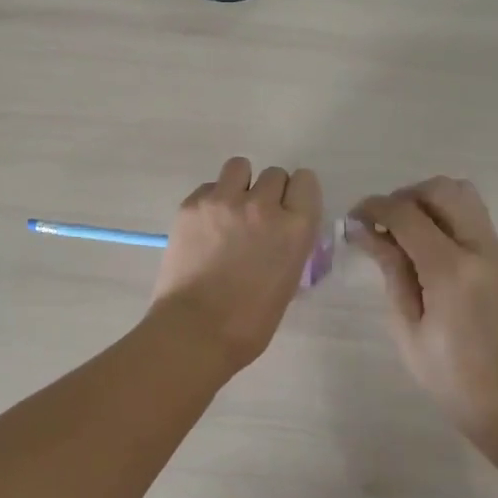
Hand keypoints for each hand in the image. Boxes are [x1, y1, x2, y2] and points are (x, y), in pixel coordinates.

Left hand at [151, 158, 322, 372]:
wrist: (196, 330)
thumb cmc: (250, 321)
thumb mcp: (288, 280)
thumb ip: (289, 245)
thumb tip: (279, 234)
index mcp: (295, 227)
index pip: (305, 181)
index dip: (296, 194)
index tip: (287, 209)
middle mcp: (263, 205)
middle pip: (274, 174)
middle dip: (268, 192)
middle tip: (255, 218)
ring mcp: (224, 201)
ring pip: (239, 167)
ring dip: (239, 184)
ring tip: (228, 211)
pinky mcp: (192, 204)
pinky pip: (208, 187)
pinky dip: (210, 201)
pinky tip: (204, 227)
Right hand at [349, 177, 497, 462]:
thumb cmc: (446, 374)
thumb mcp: (405, 324)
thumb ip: (390, 268)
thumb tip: (363, 229)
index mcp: (452, 271)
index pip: (407, 215)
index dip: (375, 208)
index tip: (354, 218)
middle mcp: (481, 250)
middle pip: (441, 190)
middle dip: (404, 196)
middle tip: (382, 222)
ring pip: (463, 194)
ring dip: (428, 201)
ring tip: (405, 229)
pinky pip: (473, 216)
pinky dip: (445, 216)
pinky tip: (427, 246)